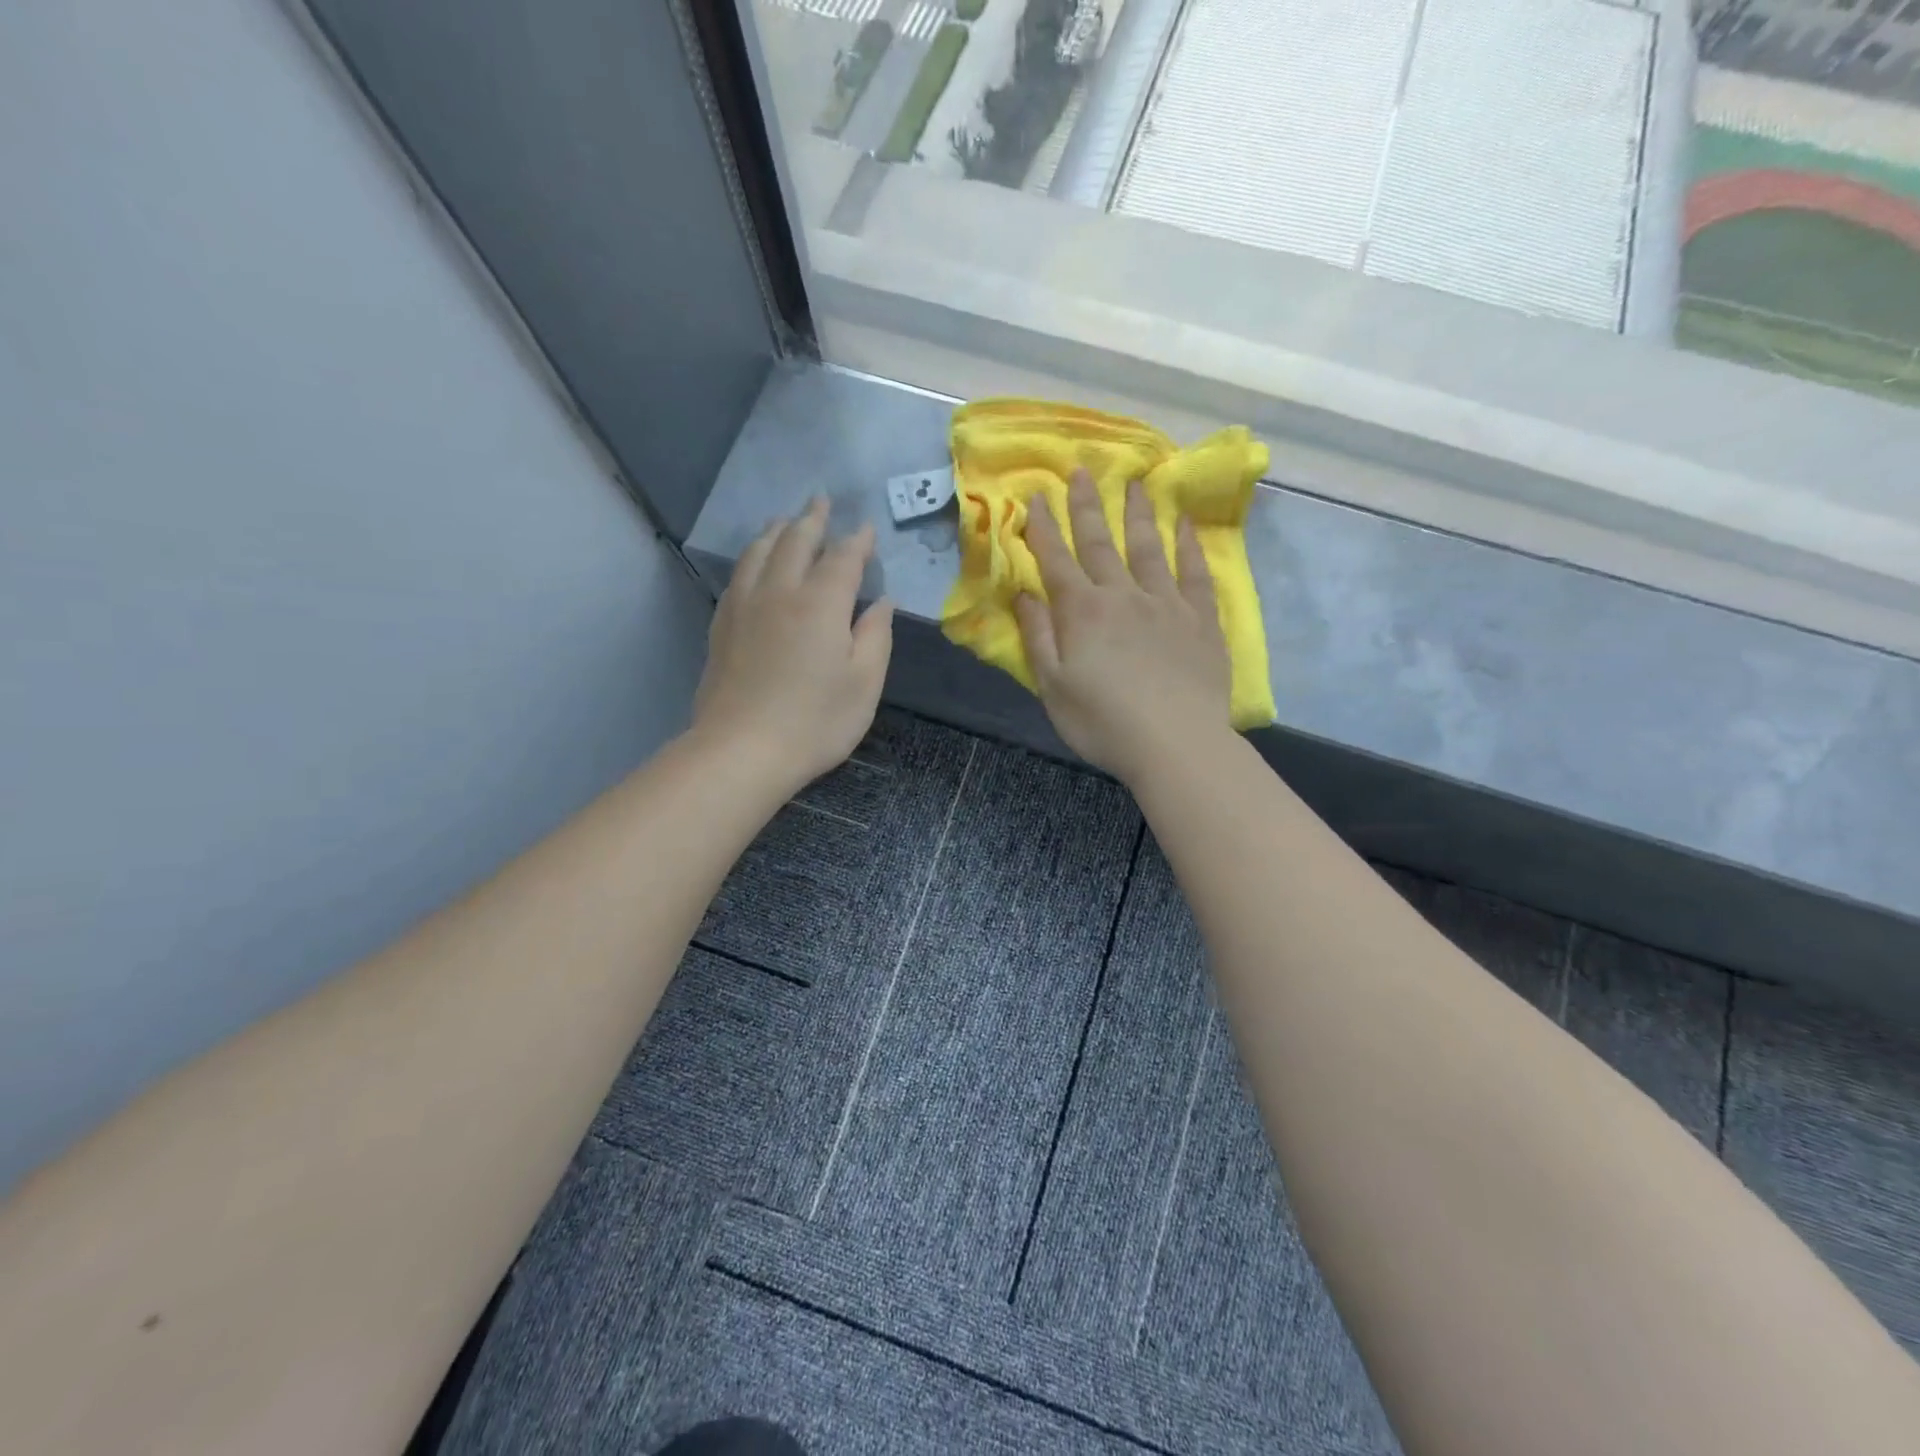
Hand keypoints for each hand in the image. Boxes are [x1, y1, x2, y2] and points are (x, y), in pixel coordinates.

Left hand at [692, 497, 893, 795]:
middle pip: (795, 542)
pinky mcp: (722, 626)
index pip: (842, 558)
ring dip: (776, 531)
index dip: (856, 541)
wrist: (741, 750)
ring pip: (759, 553)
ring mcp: (744, 606)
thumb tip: (881, 602)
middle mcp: (779, 592)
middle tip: (820, 501)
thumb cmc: (815, 722)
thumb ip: (875, 636)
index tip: (866, 528)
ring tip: (785, 520)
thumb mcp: (864, 684)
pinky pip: (738, 576)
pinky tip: (753, 564)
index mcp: (821, 603)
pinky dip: (752, 557)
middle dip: (812, 520)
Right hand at [1015, 471, 1232, 784]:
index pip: (1057, 560)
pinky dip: (1189, 547)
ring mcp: (1166, 603)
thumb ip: (1038, 637)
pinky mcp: (1201, 619)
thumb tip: (1024, 593)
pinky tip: (1185, 526)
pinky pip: (1195, 573)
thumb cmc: (1103, 722)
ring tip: (1135, 482)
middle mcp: (1123, 595)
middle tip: (1081, 470)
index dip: (1043, 527)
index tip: (1035, 496)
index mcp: (1082, 612)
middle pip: (1101, 543)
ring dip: (1138, 513)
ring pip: (1148, 547)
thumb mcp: (1053, 687)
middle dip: (1087, 506)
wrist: (1175, 743)